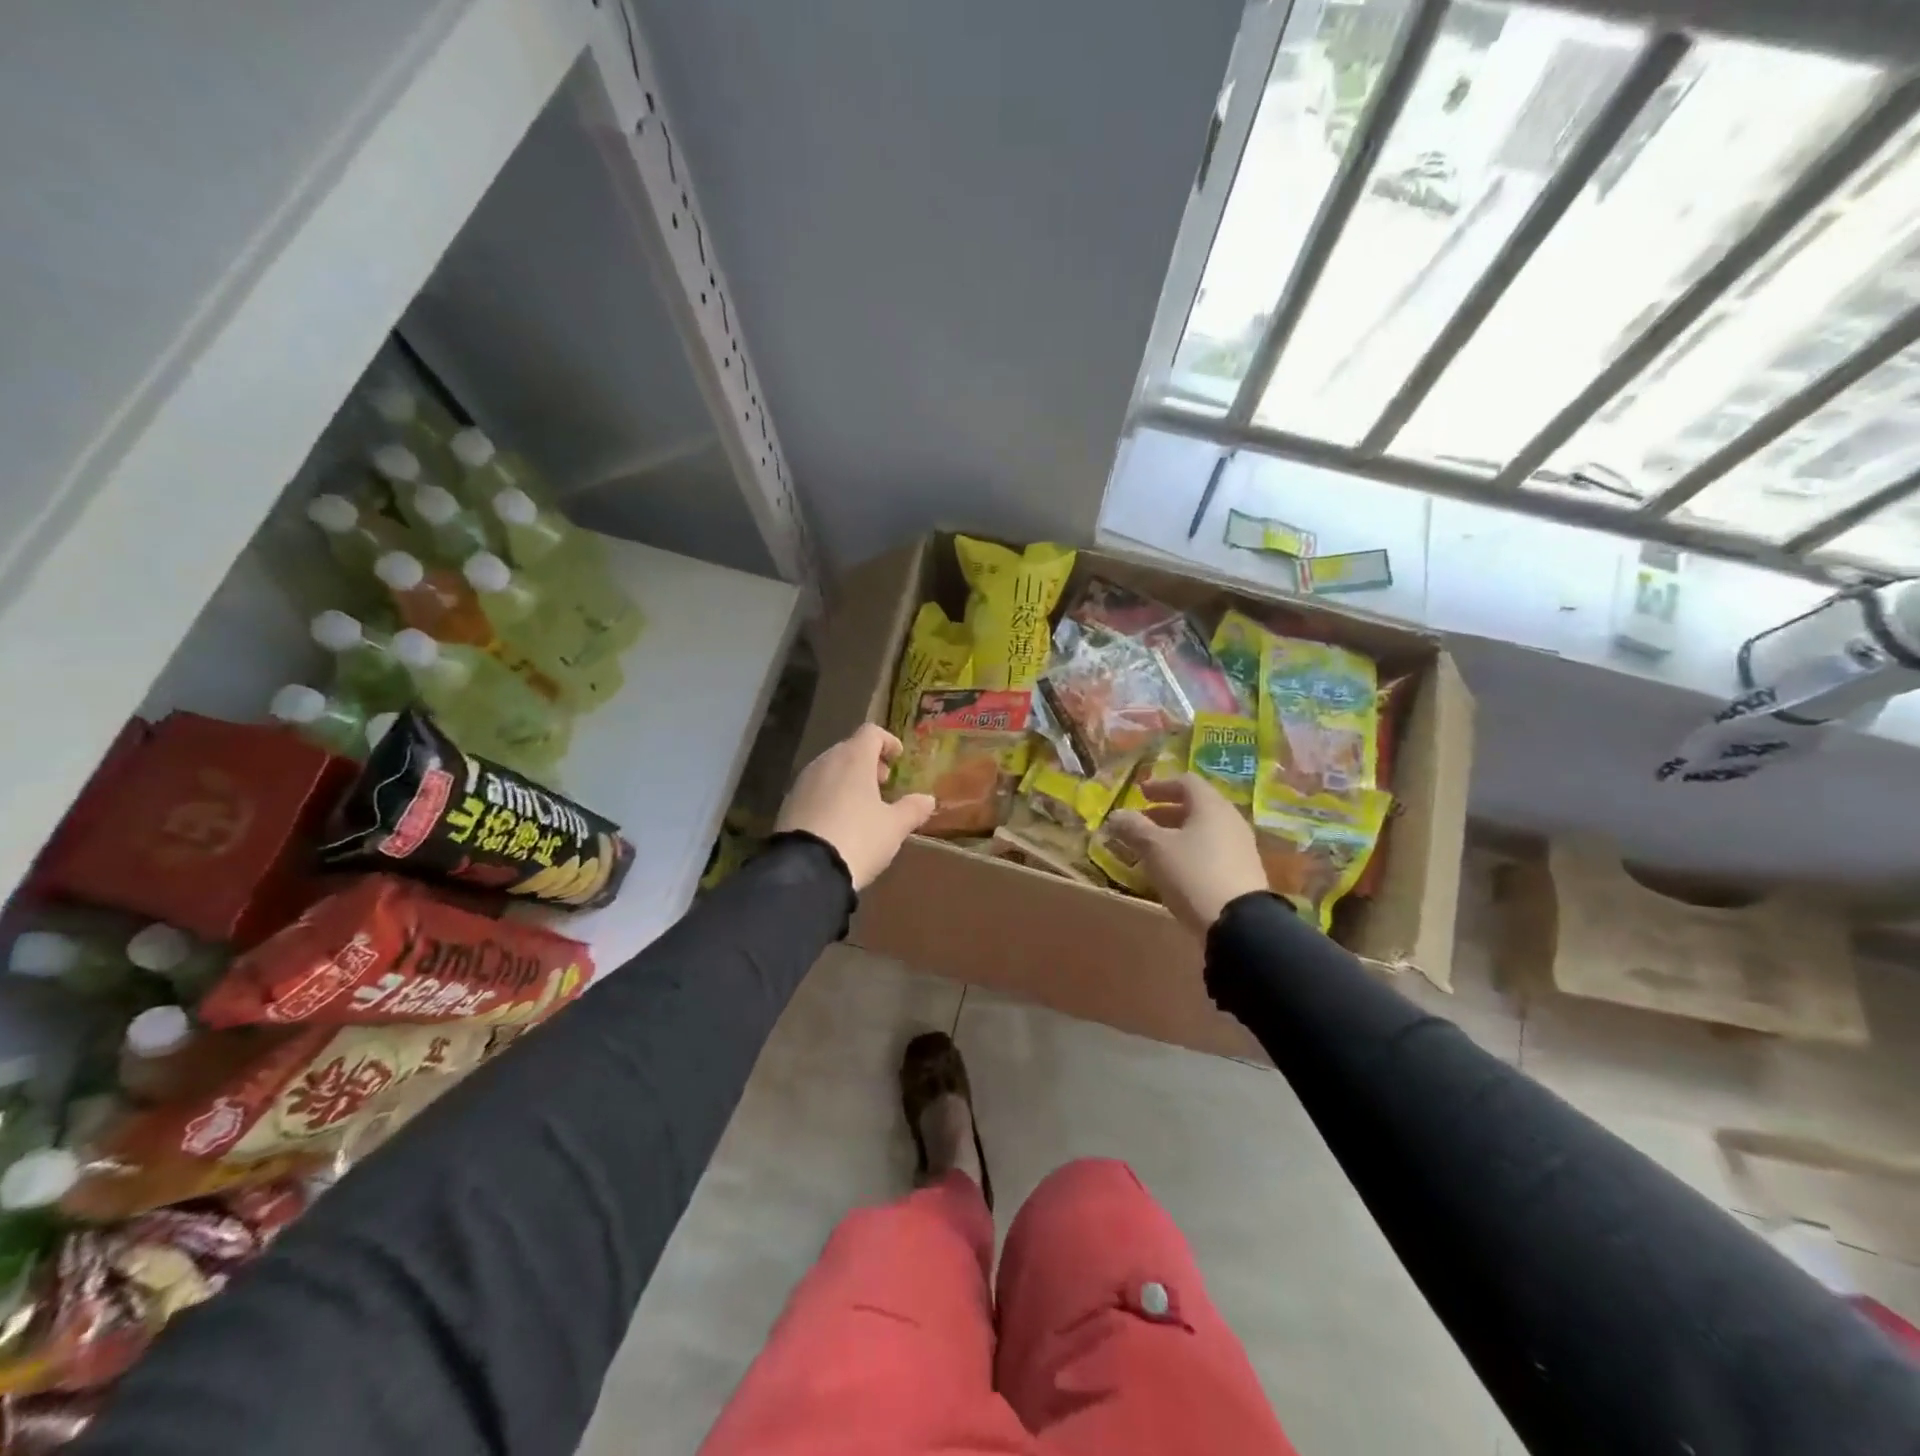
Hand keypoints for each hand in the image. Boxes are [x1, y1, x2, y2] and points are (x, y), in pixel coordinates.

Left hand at [775, 724, 934, 889]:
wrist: (806, 869)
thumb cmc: (859, 838)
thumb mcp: (894, 827)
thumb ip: (913, 809)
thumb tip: (928, 799)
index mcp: (854, 759)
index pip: (871, 733)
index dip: (887, 742)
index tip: (898, 758)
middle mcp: (826, 762)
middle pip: (849, 750)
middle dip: (868, 762)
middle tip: (882, 784)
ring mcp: (803, 782)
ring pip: (830, 770)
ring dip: (847, 780)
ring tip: (862, 806)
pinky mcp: (788, 803)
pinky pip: (815, 790)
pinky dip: (829, 796)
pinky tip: (837, 822)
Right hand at [1107, 774, 1268, 935]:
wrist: (1239, 923)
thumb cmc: (1193, 874)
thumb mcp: (1155, 848)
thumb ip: (1133, 828)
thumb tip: (1116, 815)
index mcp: (1211, 806)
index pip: (1186, 782)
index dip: (1161, 785)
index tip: (1140, 793)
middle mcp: (1230, 820)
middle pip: (1196, 806)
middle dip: (1166, 812)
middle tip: (1142, 822)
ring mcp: (1240, 847)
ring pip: (1204, 830)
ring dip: (1177, 834)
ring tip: (1153, 849)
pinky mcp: (1243, 872)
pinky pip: (1212, 851)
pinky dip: (1190, 851)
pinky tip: (1174, 871)